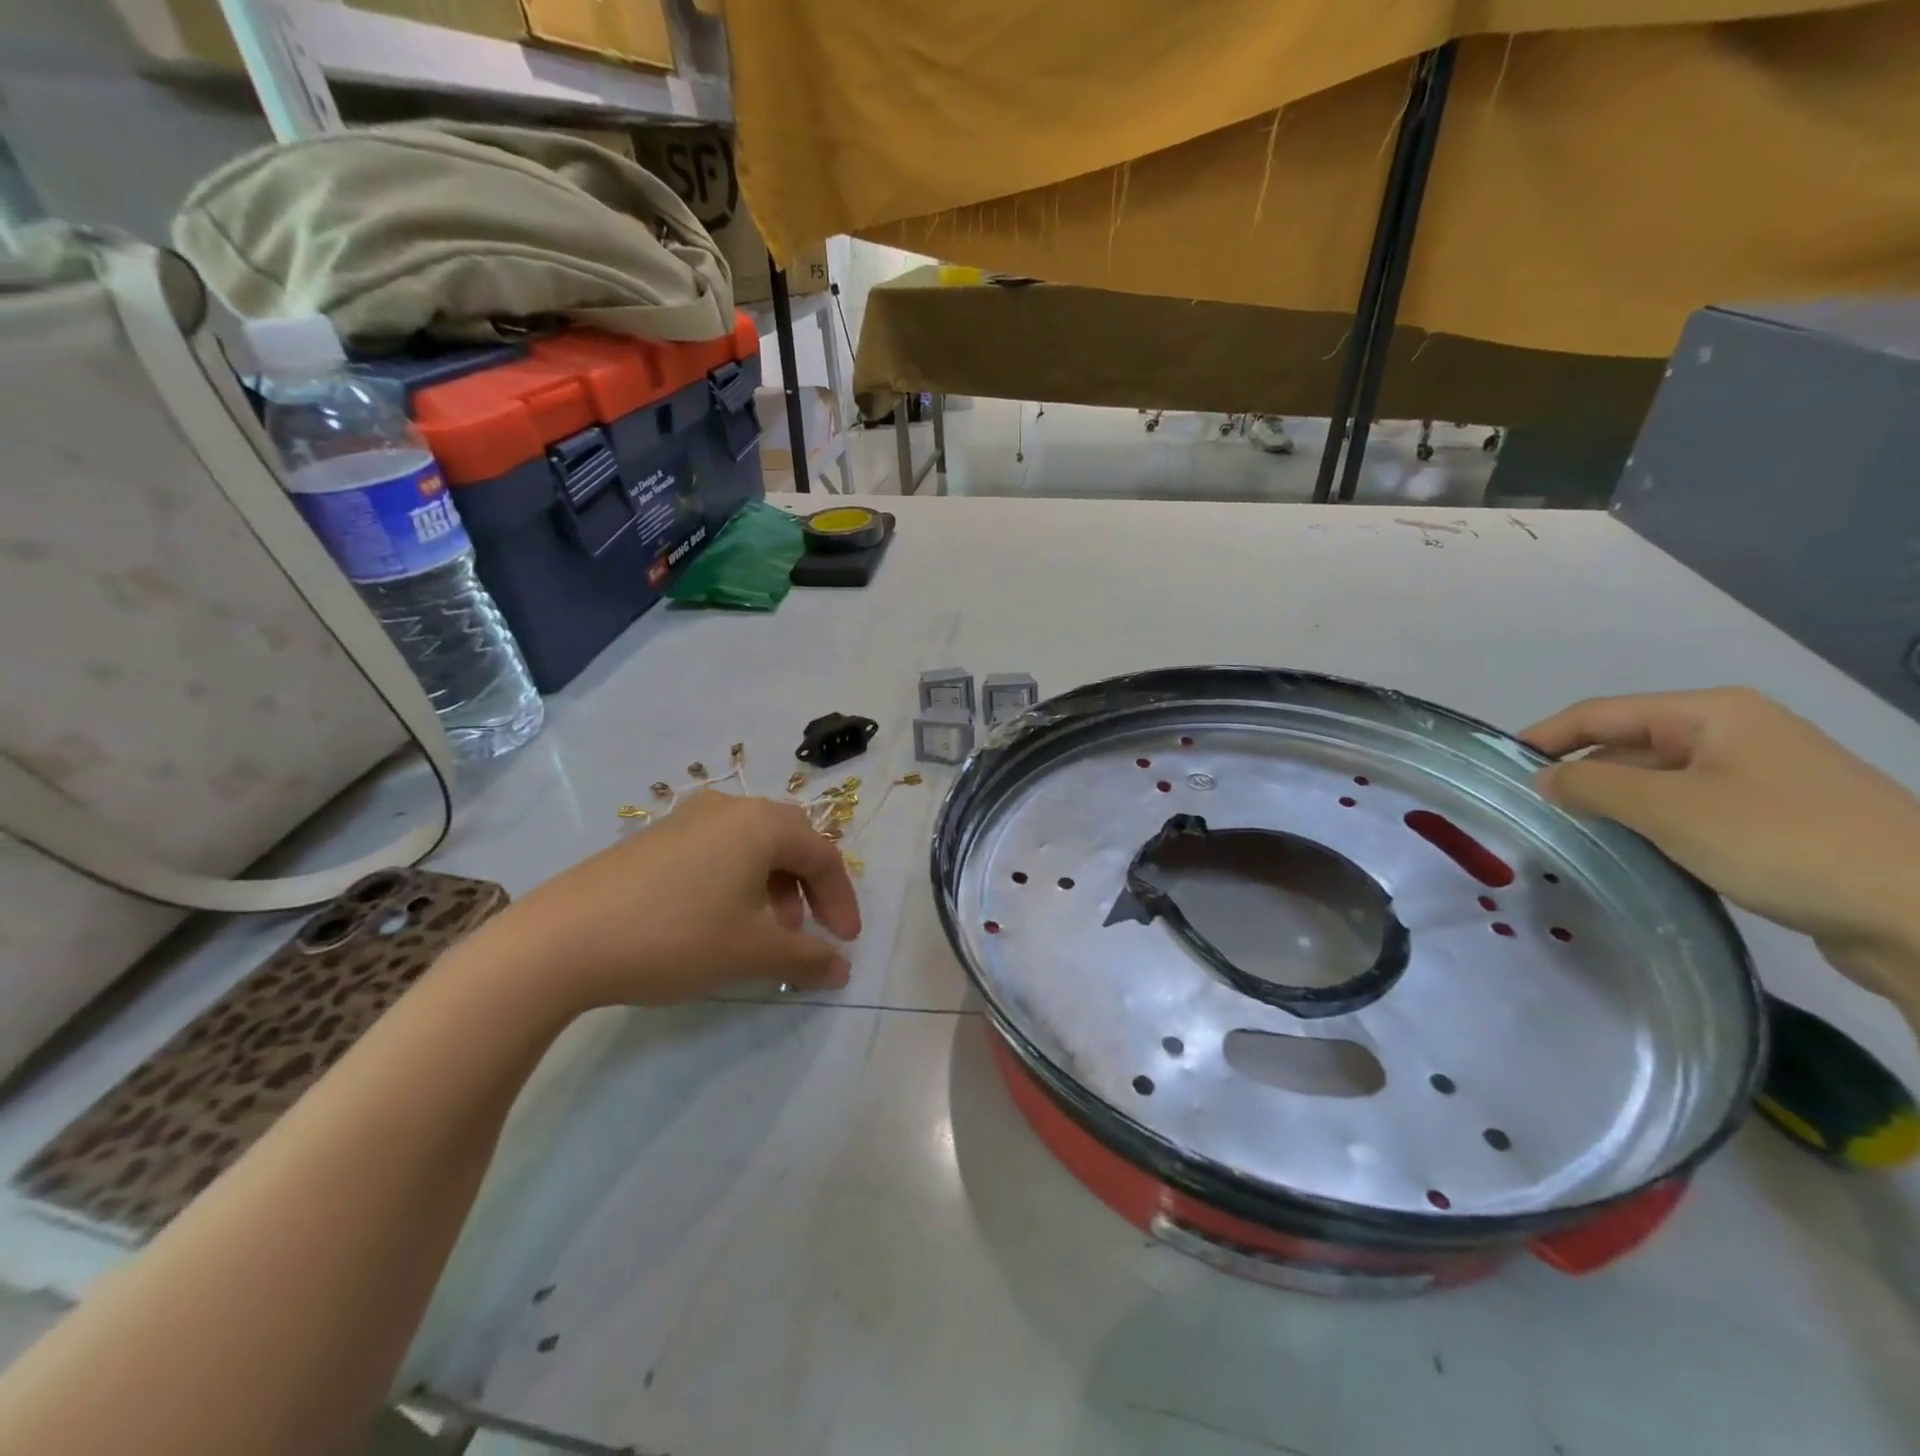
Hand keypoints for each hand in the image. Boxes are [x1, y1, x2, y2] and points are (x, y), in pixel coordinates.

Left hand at [492, 789, 861, 1009]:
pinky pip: (716, 850)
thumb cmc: (677, 936)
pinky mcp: (654, 838)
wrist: (562, 940)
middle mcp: (729, 809)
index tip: (845, 942)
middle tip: (809, 929)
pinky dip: (735, 881)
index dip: (841, 900)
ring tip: (764, 930)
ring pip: (751, 845)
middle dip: (808, 887)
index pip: (822, 855)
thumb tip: (842, 970)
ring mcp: (686, 819)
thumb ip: (807, 958)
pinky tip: (717, 920)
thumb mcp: (752, 952)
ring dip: (772, 885)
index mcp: (762, 824)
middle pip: (790, 840)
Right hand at [1523, 688, 1919, 1006]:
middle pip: (1628, 744)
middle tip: (1528, 809)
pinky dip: (1651, 825)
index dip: (1544, 736)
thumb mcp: (1669, 808)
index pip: (1600, 713)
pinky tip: (1630, 852)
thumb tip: (1543, 777)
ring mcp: (1759, 776)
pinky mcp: (1774, 818)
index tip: (1498, 767)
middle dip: (1578, 773)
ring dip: (1613, 804)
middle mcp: (1734, 734)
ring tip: (1568, 833)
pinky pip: (1688, 809)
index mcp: (1712, 714)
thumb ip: (1592, 785)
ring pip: (1657, 780)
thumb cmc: (1782, 841)